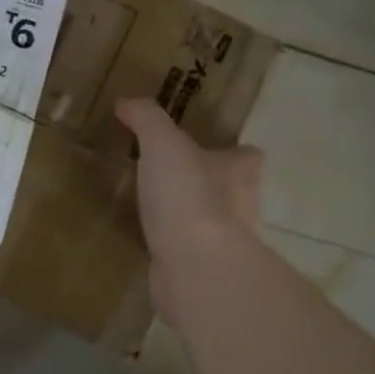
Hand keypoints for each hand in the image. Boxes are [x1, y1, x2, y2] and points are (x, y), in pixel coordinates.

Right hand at [115, 98, 263, 320]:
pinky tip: (152, 242)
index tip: (205, 148)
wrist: (195, 266)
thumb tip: (127, 101)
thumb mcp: (163, 144)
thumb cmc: (188, 196)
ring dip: (192, 217)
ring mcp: (228, 243)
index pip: (247, 155)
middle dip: (209, 184)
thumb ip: (147, 119)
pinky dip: (177, 247)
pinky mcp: (207, 271)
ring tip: (157, 209)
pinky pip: (191, 252)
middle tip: (173, 177)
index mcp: (241, 170)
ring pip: (213, 223)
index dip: (231, 151)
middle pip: (233, 189)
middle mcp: (244, 206)